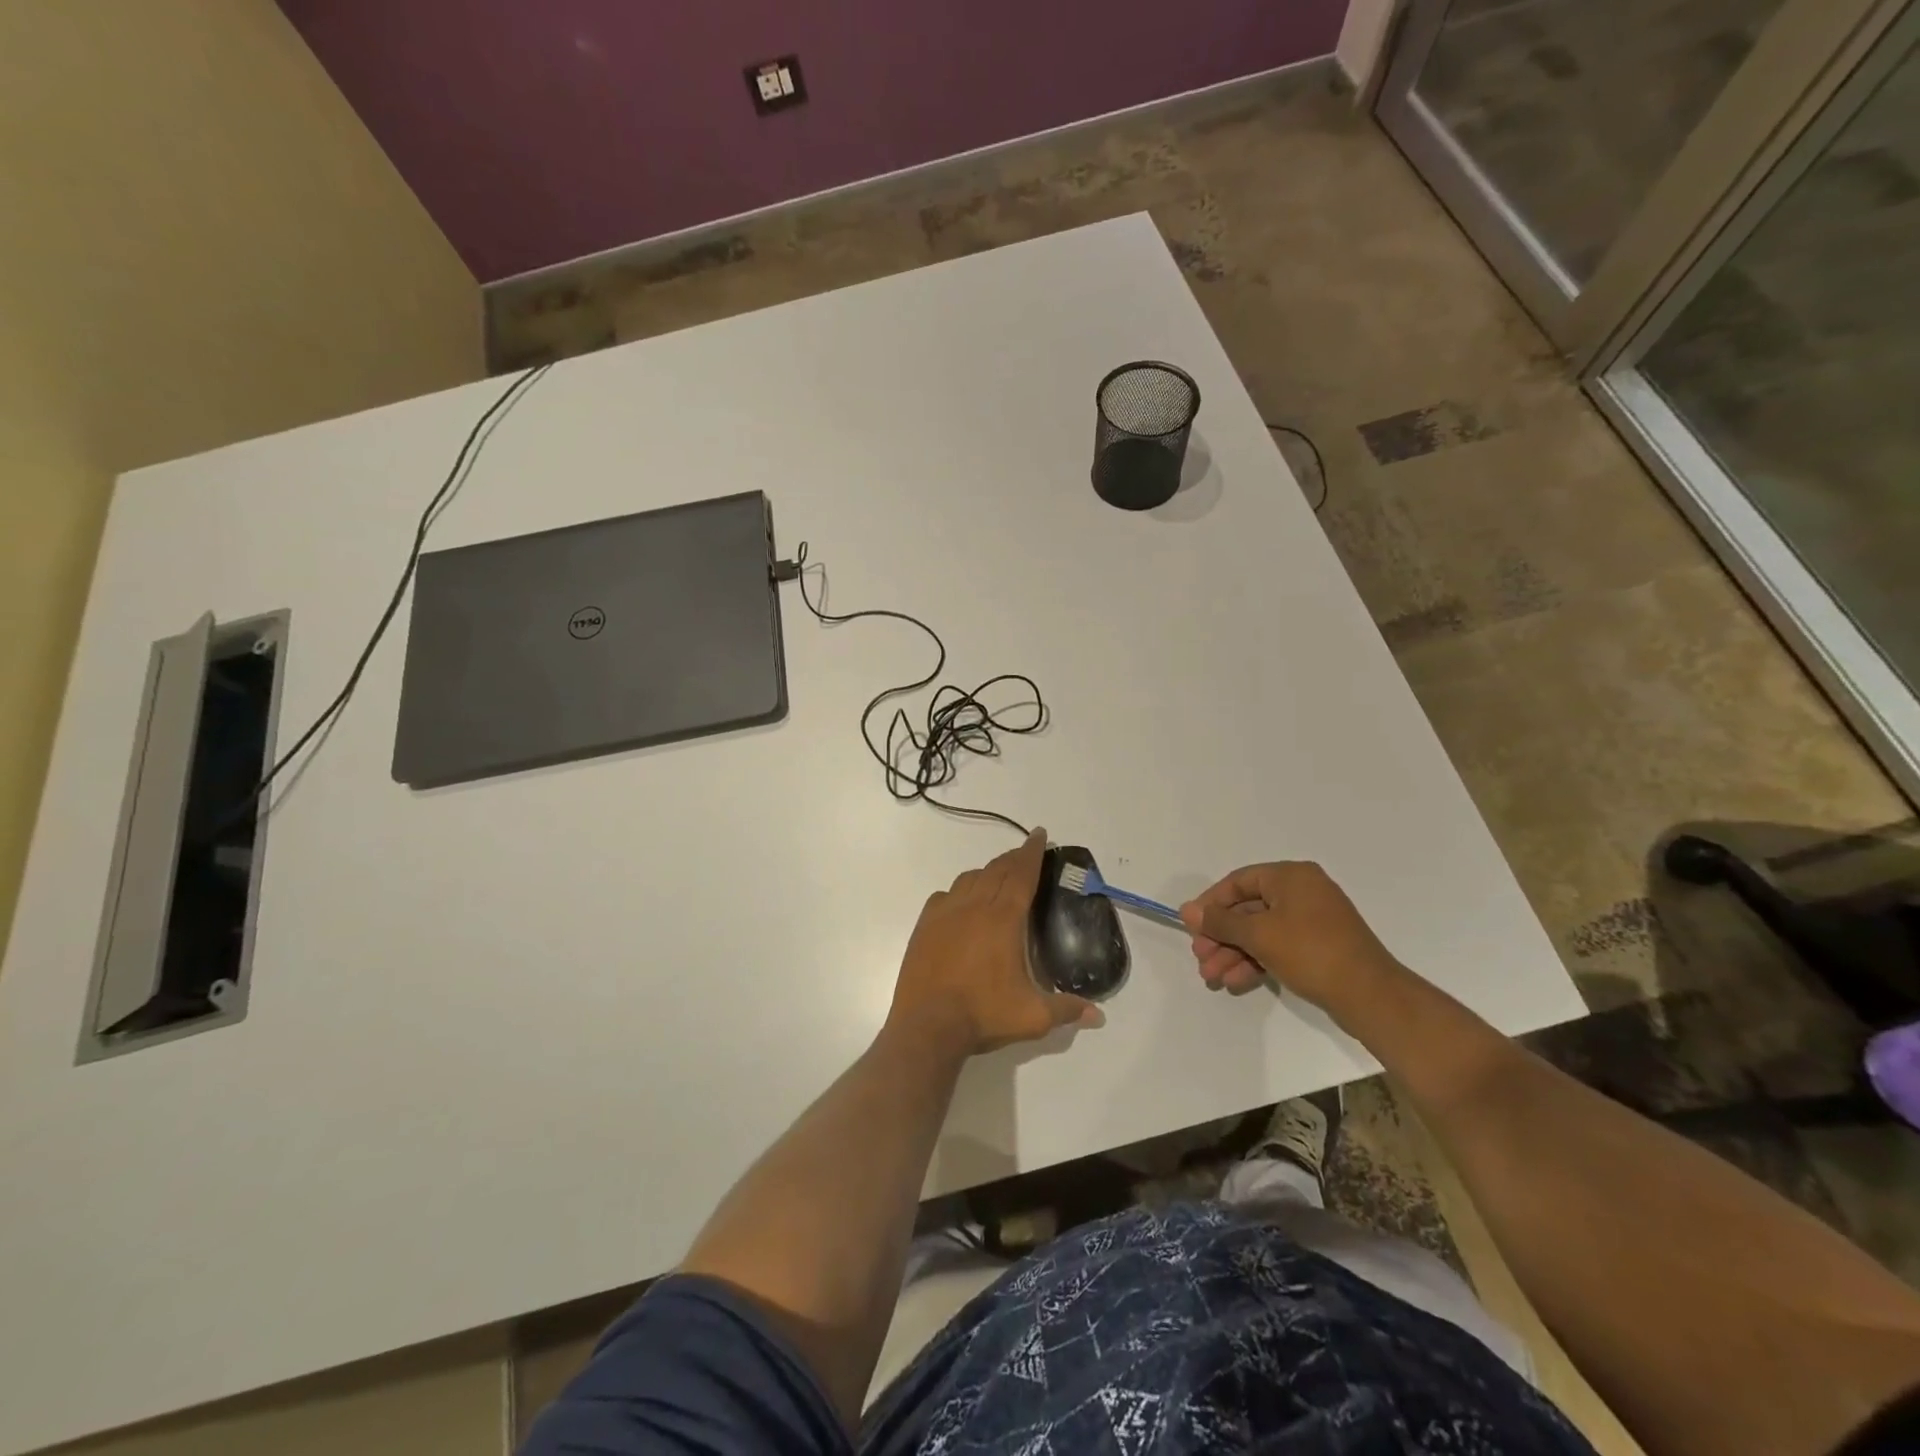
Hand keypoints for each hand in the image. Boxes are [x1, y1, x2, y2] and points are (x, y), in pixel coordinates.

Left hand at [889, 830, 1102, 1057]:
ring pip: (970, 878)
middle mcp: (974, 906)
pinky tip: (962, 902)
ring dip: (987, 872)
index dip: (1032, 852)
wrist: (927, 1026)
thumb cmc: (983, 1014)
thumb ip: (1067, 1009)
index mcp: (1004, 918)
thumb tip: (1098, 1015)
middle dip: (1013, 858)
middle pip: (997, 870)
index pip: (1022, 874)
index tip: (1039, 834)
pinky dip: (959, 891)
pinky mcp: (925, 925)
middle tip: (1026, 854)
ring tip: (998, 876)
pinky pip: (945, 895)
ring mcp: (946, 913)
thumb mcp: (1033, 1016)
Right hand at [1179, 861, 1403, 1012]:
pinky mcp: (1318, 946)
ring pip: (1260, 931)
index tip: (1192, 927)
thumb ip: (1220, 921)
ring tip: (1213, 977)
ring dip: (1233, 953)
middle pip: (1248, 909)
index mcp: (1291, 876)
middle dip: (1221, 936)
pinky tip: (1235, 982)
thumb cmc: (1311, 952)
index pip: (1238, 881)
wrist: (1370, 996)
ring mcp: (1312, 920)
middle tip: (1201, 958)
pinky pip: (1277, 946)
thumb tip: (1187, 910)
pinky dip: (1255, 961)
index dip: (1211, 904)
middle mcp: (1302, 891)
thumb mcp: (1258, 935)